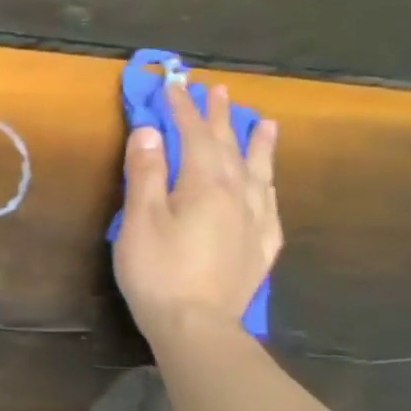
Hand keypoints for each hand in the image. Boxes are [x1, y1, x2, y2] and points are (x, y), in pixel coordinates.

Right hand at [113, 80, 280, 343]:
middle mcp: (237, 195)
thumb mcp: (140, 220)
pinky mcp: (261, 248)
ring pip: (259, 172)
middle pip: (229, 147)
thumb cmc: (158, 271)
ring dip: (258, 145)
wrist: (197, 325)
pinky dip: (268, 185)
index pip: (193, 136)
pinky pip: (270, 205)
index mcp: (205, 185)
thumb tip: (148, 131)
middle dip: (220, 117)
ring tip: (265, 124)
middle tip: (218, 90)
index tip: (173, 85)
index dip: (182, 109)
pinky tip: (268, 185)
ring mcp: (255, 222)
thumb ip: (145, 174)